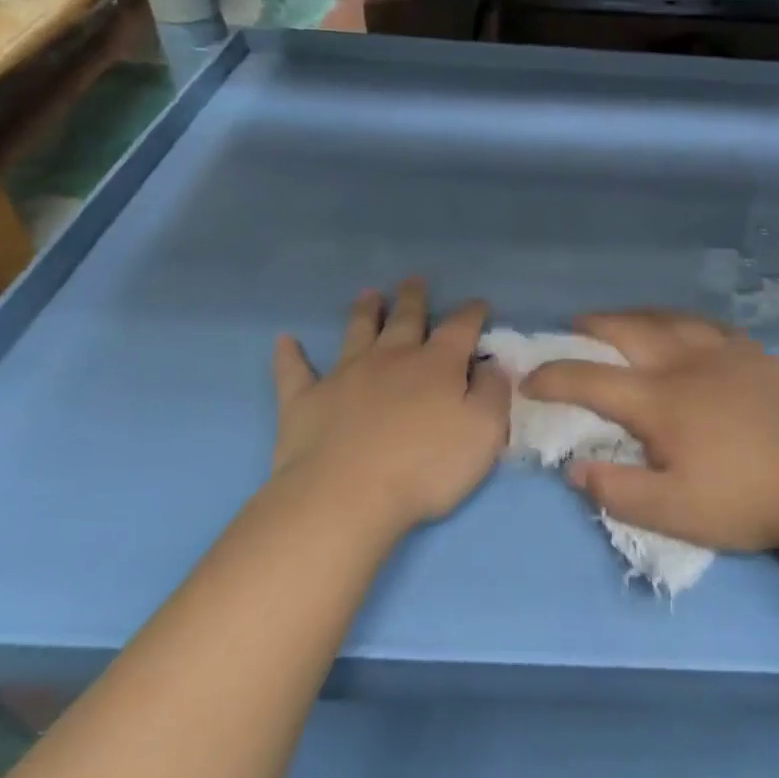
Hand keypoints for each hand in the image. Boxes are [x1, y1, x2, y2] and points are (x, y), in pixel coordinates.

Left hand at [271, 278, 509, 539]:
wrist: (345, 497)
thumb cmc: (425, 468)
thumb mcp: (484, 432)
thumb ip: (493, 392)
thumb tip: (492, 364)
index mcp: (437, 365)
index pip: (460, 327)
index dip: (472, 313)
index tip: (478, 304)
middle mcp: (391, 358)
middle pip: (405, 319)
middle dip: (413, 299)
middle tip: (414, 280)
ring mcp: (344, 375)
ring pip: (356, 332)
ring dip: (364, 311)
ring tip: (369, 294)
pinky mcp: (305, 400)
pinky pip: (294, 371)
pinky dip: (290, 354)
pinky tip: (285, 340)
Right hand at [522, 311, 778, 553]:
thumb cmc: (744, 499)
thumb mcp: (674, 513)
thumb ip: (617, 490)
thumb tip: (573, 468)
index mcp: (659, 400)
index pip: (589, 379)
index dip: (552, 377)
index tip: (529, 380)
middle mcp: (683, 363)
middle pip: (626, 330)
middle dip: (591, 327)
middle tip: (572, 328)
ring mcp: (721, 351)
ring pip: (665, 318)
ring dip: (632, 316)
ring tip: (617, 321)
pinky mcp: (751, 352)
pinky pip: (704, 323)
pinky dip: (678, 320)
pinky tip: (679, 327)